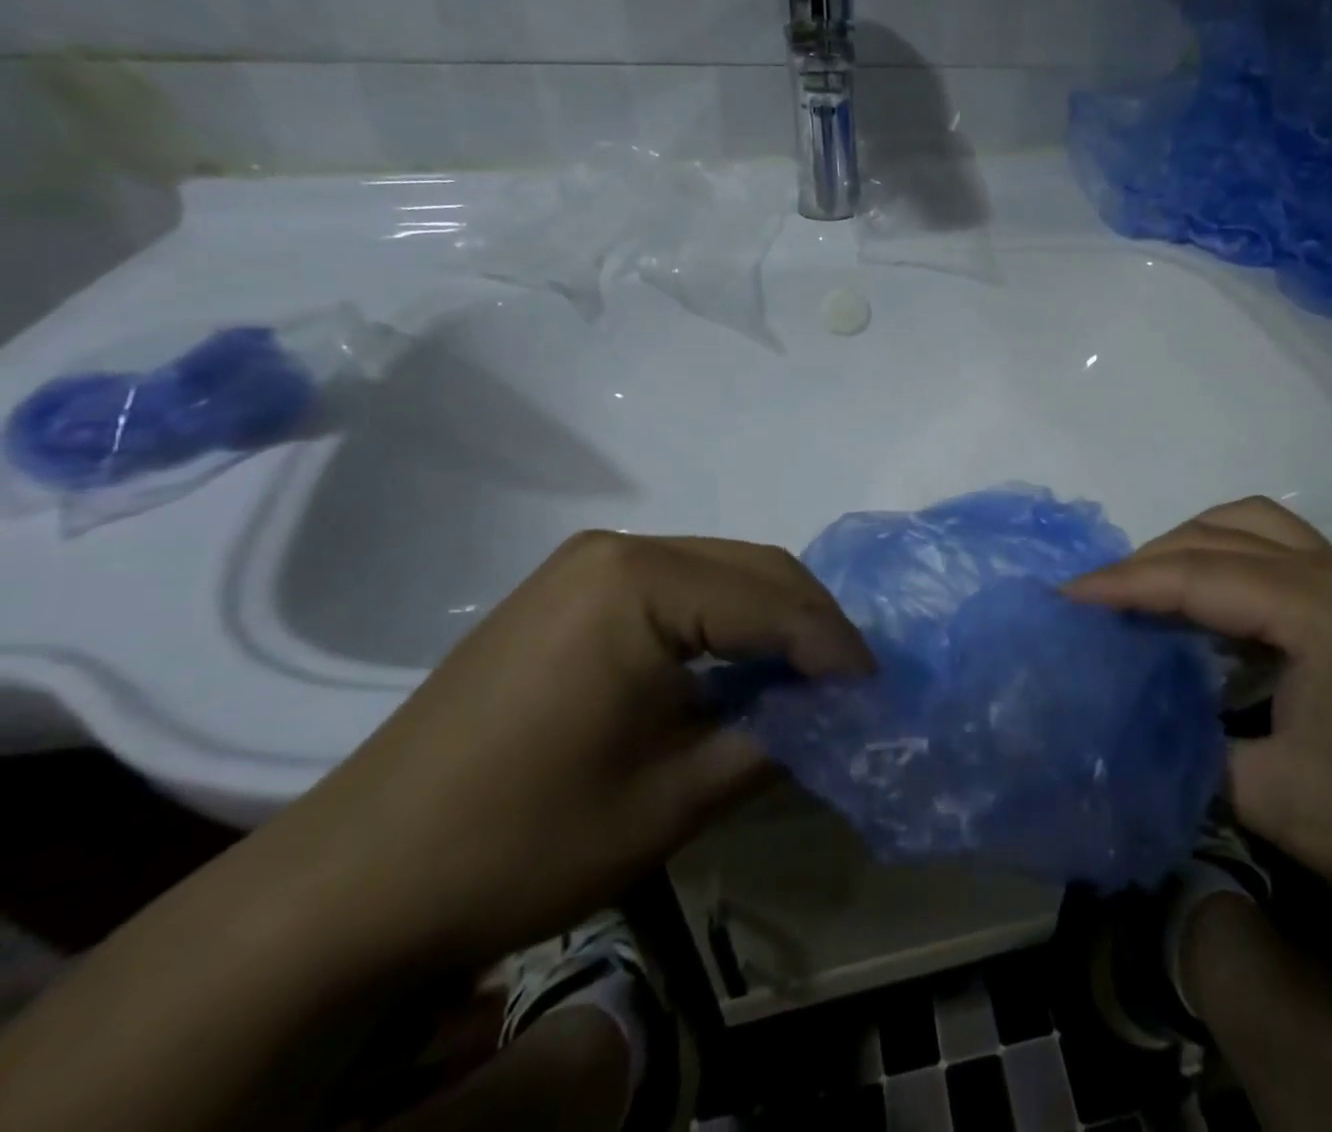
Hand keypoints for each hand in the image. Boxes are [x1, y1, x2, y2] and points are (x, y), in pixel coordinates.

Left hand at [256, 531, 871, 972]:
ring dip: (772, 621)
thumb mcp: (673, 800)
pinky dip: (725, 624)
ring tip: (807, 680)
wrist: (355, 879)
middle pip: (751, 568)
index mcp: (640, 582)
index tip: (878, 692)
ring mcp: (587, 566)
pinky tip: (740, 669)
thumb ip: (774, 740)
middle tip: (851, 684)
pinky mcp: (569, 591)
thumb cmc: (522, 839)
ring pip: (719, 573)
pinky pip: (677, 589)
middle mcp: (617, 549)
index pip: (772, 600)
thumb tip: (838, 714)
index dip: (835, 647)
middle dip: (811, 624)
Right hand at [1066, 498, 1331, 969]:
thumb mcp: (1279, 801)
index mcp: (1320, 607)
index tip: (1062, 596)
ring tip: (1148, 591)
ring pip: (1258, 530)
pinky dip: (1232, 567)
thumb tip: (1135, 723)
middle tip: (1100, 598)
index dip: (1121, 584)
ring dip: (1195, 548)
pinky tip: (1212, 612)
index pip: (1195, 576)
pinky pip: (1284, 559)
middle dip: (1151, 557)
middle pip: (1223, 534)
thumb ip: (1192, 748)